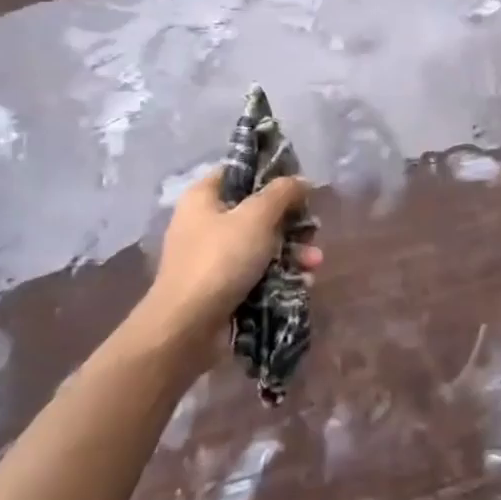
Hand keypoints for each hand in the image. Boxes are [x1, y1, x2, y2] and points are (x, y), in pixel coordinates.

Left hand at [129, 170, 322, 360]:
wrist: (186, 328)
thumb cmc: (220, 260)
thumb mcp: (257, 217)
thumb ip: (282, 193)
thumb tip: (302, 181)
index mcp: (204, 196)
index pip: (240, 171)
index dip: (271, 174)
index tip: (300, 186)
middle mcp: (205, 222)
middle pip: (257, 211)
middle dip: (290, 222)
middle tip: (312, 231)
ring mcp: (212, 257)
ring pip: (261, 244)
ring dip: (292, 251)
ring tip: (314, 263)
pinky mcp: (221, 287)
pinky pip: (257, 272)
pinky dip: (279, 274)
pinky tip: (302, 281)